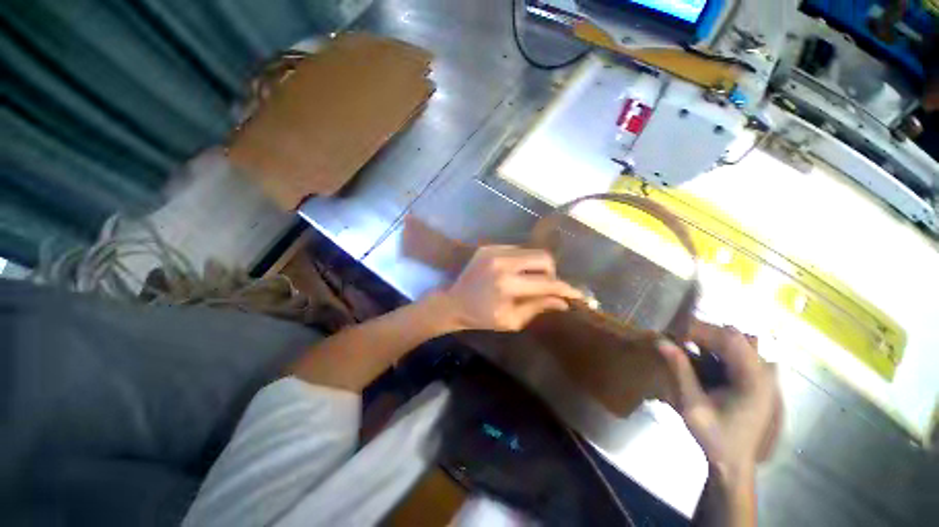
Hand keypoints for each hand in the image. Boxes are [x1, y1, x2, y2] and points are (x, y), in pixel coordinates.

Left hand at [438, 245, 582, 331]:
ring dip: (537, 266)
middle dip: (552, 273)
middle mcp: (503, 262)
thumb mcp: (511, 320)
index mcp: (507, 285)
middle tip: (547, 286)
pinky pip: (517, 249)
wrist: (453, 302)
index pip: (546, 283)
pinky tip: (515, 272)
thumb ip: (538, 307)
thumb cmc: (482, 317)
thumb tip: (563, 301)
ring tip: (530, 280)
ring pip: (531, 251)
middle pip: (543, 258)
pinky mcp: (489, 246)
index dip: (565, 289)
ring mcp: (494, 251)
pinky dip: (523, 261)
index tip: (578, 294)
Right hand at [657, 323, 782, 480]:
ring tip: (685, 346)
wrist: (734, 464)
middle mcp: (764, 373)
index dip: (700, 330)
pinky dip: (715, 351)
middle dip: (702, 333)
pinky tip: (699, 359)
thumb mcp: (692, 405)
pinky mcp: (757, 379)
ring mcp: (763, 376)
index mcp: (754, 380)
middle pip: (734, 336)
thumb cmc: (715, 438)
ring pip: (736, 342)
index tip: (673, 333)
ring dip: (709, 341)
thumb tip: (661, 341)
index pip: (730, 339)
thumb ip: (680, 370)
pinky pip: (737, 354)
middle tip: (676, 339)